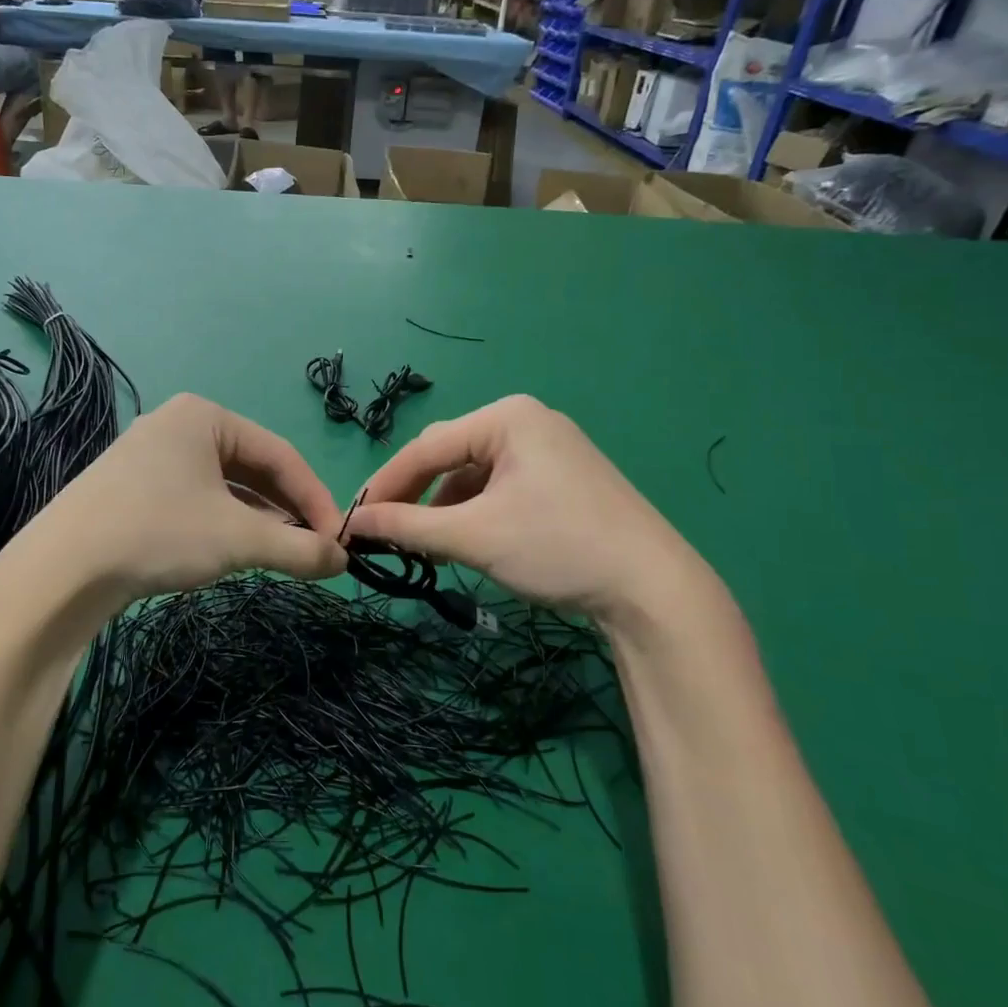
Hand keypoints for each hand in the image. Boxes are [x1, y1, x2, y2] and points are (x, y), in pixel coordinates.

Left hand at [16, 393, 346, 614]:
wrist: (61, 570)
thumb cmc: (159, 532)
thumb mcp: (238, 539)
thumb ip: (298, 547)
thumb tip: (342, 560)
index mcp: (204, 416)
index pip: (280, 453)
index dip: (315, 498)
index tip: (338, 540)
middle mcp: (176, 426)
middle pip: (251, 468)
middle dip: (286, 510)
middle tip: (314, 549)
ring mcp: (149, 457)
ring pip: (223, 487)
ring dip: (258, 520)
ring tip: (282, 555)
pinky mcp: (131, 489)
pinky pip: (195, 500)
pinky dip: (224, 524)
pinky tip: (236, 552)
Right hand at [341, 395, 731, 642]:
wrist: (654, 589)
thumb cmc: (557, 546)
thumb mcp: (472, 536)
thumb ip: (407, 526)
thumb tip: (353, 525)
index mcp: (506, 417)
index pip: (426, 446)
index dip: (385, 484)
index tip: (353, 519)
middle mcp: (526, 421)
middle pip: (450, 454)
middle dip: (415, 494)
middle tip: (383, 530)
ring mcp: (549, 448)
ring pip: (474, 473)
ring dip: (443, 506)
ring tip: (423, 544)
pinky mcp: (562, 477)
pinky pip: (500, 485)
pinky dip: (474, 511)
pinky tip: (465, 539)